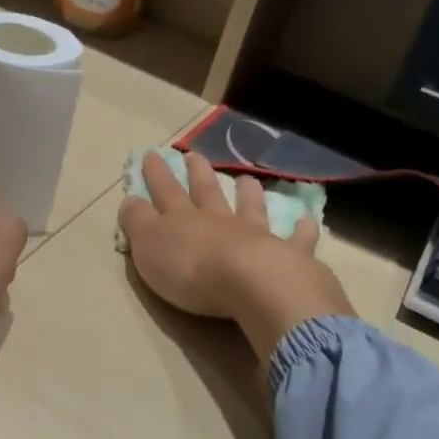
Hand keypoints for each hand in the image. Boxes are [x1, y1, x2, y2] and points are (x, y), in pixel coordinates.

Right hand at [119, 151, 352, 362]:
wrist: (250, 283)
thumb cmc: (191, 270)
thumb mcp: (149, 247)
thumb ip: (138, 223)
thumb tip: (130, 199)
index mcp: (183, 220)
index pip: (165, 192)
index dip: (157, 175)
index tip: (153, 155)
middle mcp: (219, 222)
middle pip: (207, 194)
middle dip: (198, 175)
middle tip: (195, 156)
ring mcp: (255, 236)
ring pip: (250, 209)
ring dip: (247, 194)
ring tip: (246, 180)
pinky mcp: (287, 256)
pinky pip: (296, 239)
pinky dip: (302, 230)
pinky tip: (308, 221)